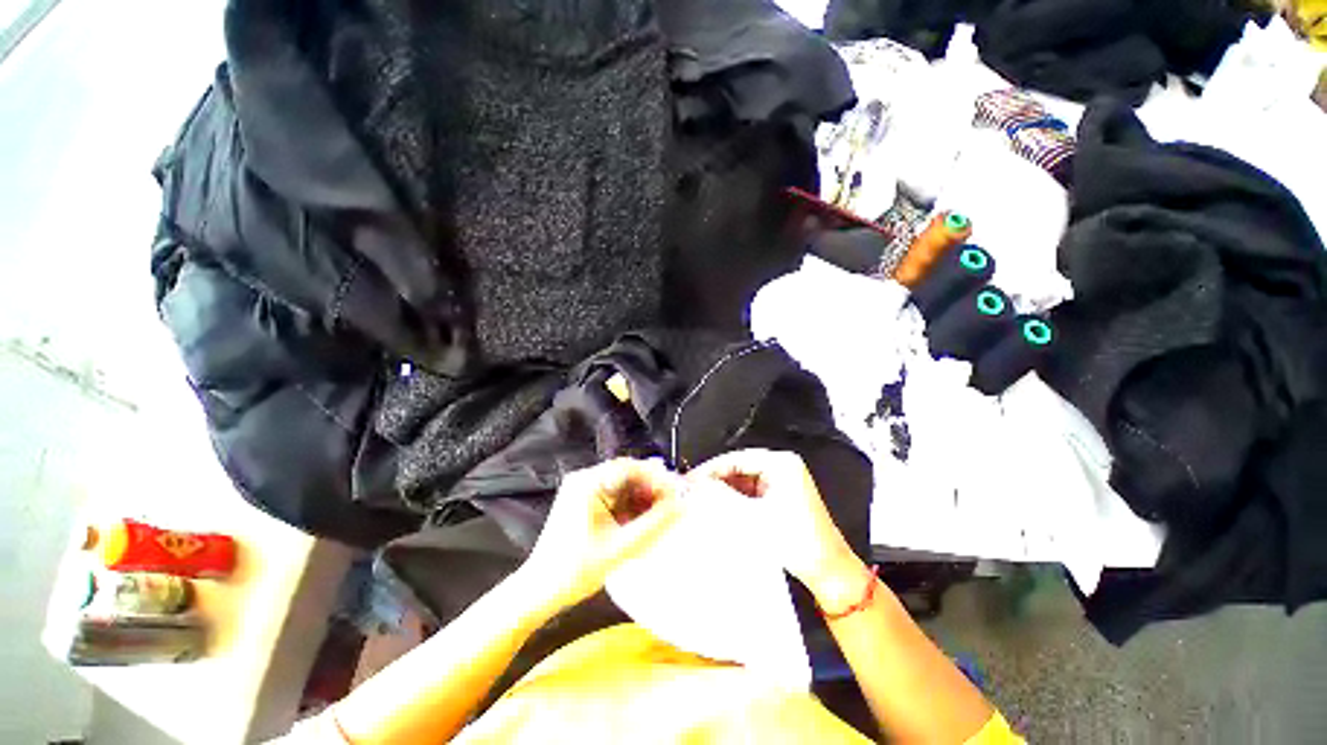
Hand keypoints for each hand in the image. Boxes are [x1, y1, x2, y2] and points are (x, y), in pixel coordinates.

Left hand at [526, 458, 683, 608]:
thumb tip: (681, 506)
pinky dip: (631, 506)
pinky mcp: (584, 503)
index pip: (630, 468)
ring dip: (643, 497)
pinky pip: (614, 497)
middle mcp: (584, 480)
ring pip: (623, 486)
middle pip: (627, 474)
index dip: (657, 477)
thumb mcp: (620, 547)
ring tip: (663, 512)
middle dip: (652, 487)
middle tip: (673, 501)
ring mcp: (583, 491)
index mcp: (587, 483)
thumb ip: (653, 525)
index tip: (676, 490)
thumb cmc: (575, 569)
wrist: (540, 591)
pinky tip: (643, 519)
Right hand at [689, 449, 865, 609]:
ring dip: (723, 493)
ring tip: (700, 503)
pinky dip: (734, 502)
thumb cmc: (797, 541)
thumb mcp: (753, 518)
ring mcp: (780, 483)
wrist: (827, 572)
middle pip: (738, 469)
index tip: (690, 481)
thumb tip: (694, 485)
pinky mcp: (778, 499)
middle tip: (692, 493)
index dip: (710, 469)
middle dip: (716, 482)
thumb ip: (721, 498)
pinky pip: (749, 495)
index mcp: (780, 463)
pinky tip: (719, 512)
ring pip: (741, 482)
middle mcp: (781, 468)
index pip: (736, 459)